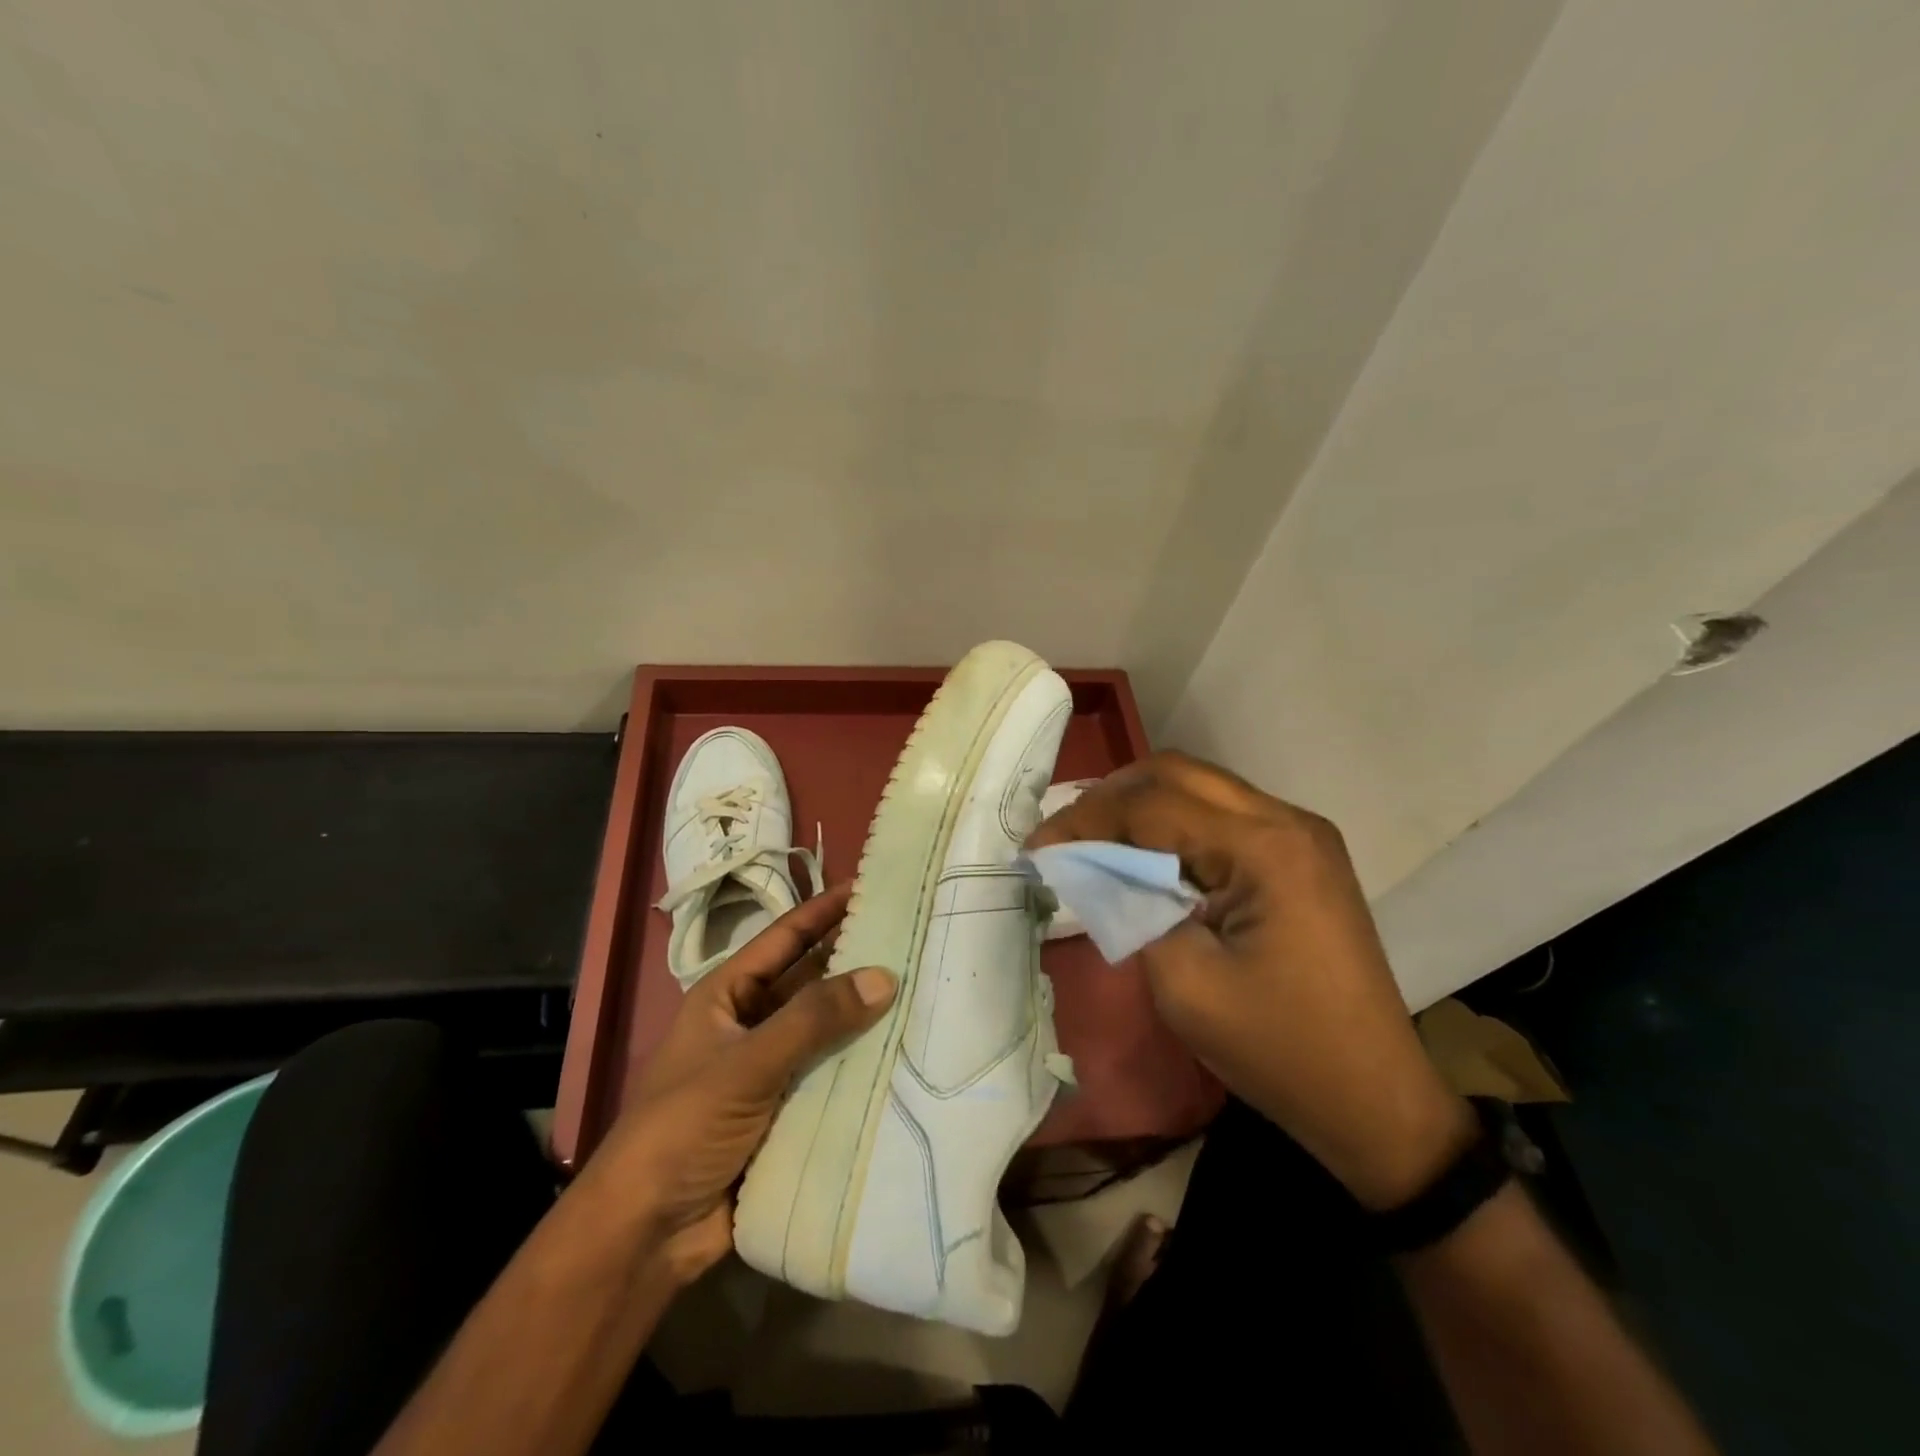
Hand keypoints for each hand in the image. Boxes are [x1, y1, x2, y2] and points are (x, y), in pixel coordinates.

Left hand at [576, 884, 894, 1282]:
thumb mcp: (745, 1065)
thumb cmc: (682, 1128)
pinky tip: (907, 1055)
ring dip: (865, 1018)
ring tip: (925, 992)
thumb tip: (884, 976)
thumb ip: (813, 1019)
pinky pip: (832, 1076)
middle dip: (856, 963)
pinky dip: (862, 1066)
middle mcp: (751, 1024)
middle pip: (811, 983)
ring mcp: (770, 1070)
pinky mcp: (787, 1112)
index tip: (872, 886)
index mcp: (727, 996)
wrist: (646, 1236)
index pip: (785, 937)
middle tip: (915, 941)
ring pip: (827, 1031)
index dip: (824, 910)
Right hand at [1027, 752, 1471, 1208]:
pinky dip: (1174, 824)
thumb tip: (1090, 866)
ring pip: (1201, 785)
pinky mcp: (1301, 855)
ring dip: (1141, 804)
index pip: (1153, 806)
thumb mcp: (1183, 983)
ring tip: (1094, 839)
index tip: (1038, 847)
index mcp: (1265, 849)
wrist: (1373, 1098)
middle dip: (1110, 797)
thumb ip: (1129, 907)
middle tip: (1064, 834)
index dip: (1086, 820)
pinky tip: (1146, 855)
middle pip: (1177, 773)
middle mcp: (1287, 821)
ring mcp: (1301, 834)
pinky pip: (1223, 814)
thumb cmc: (1277, 1050)